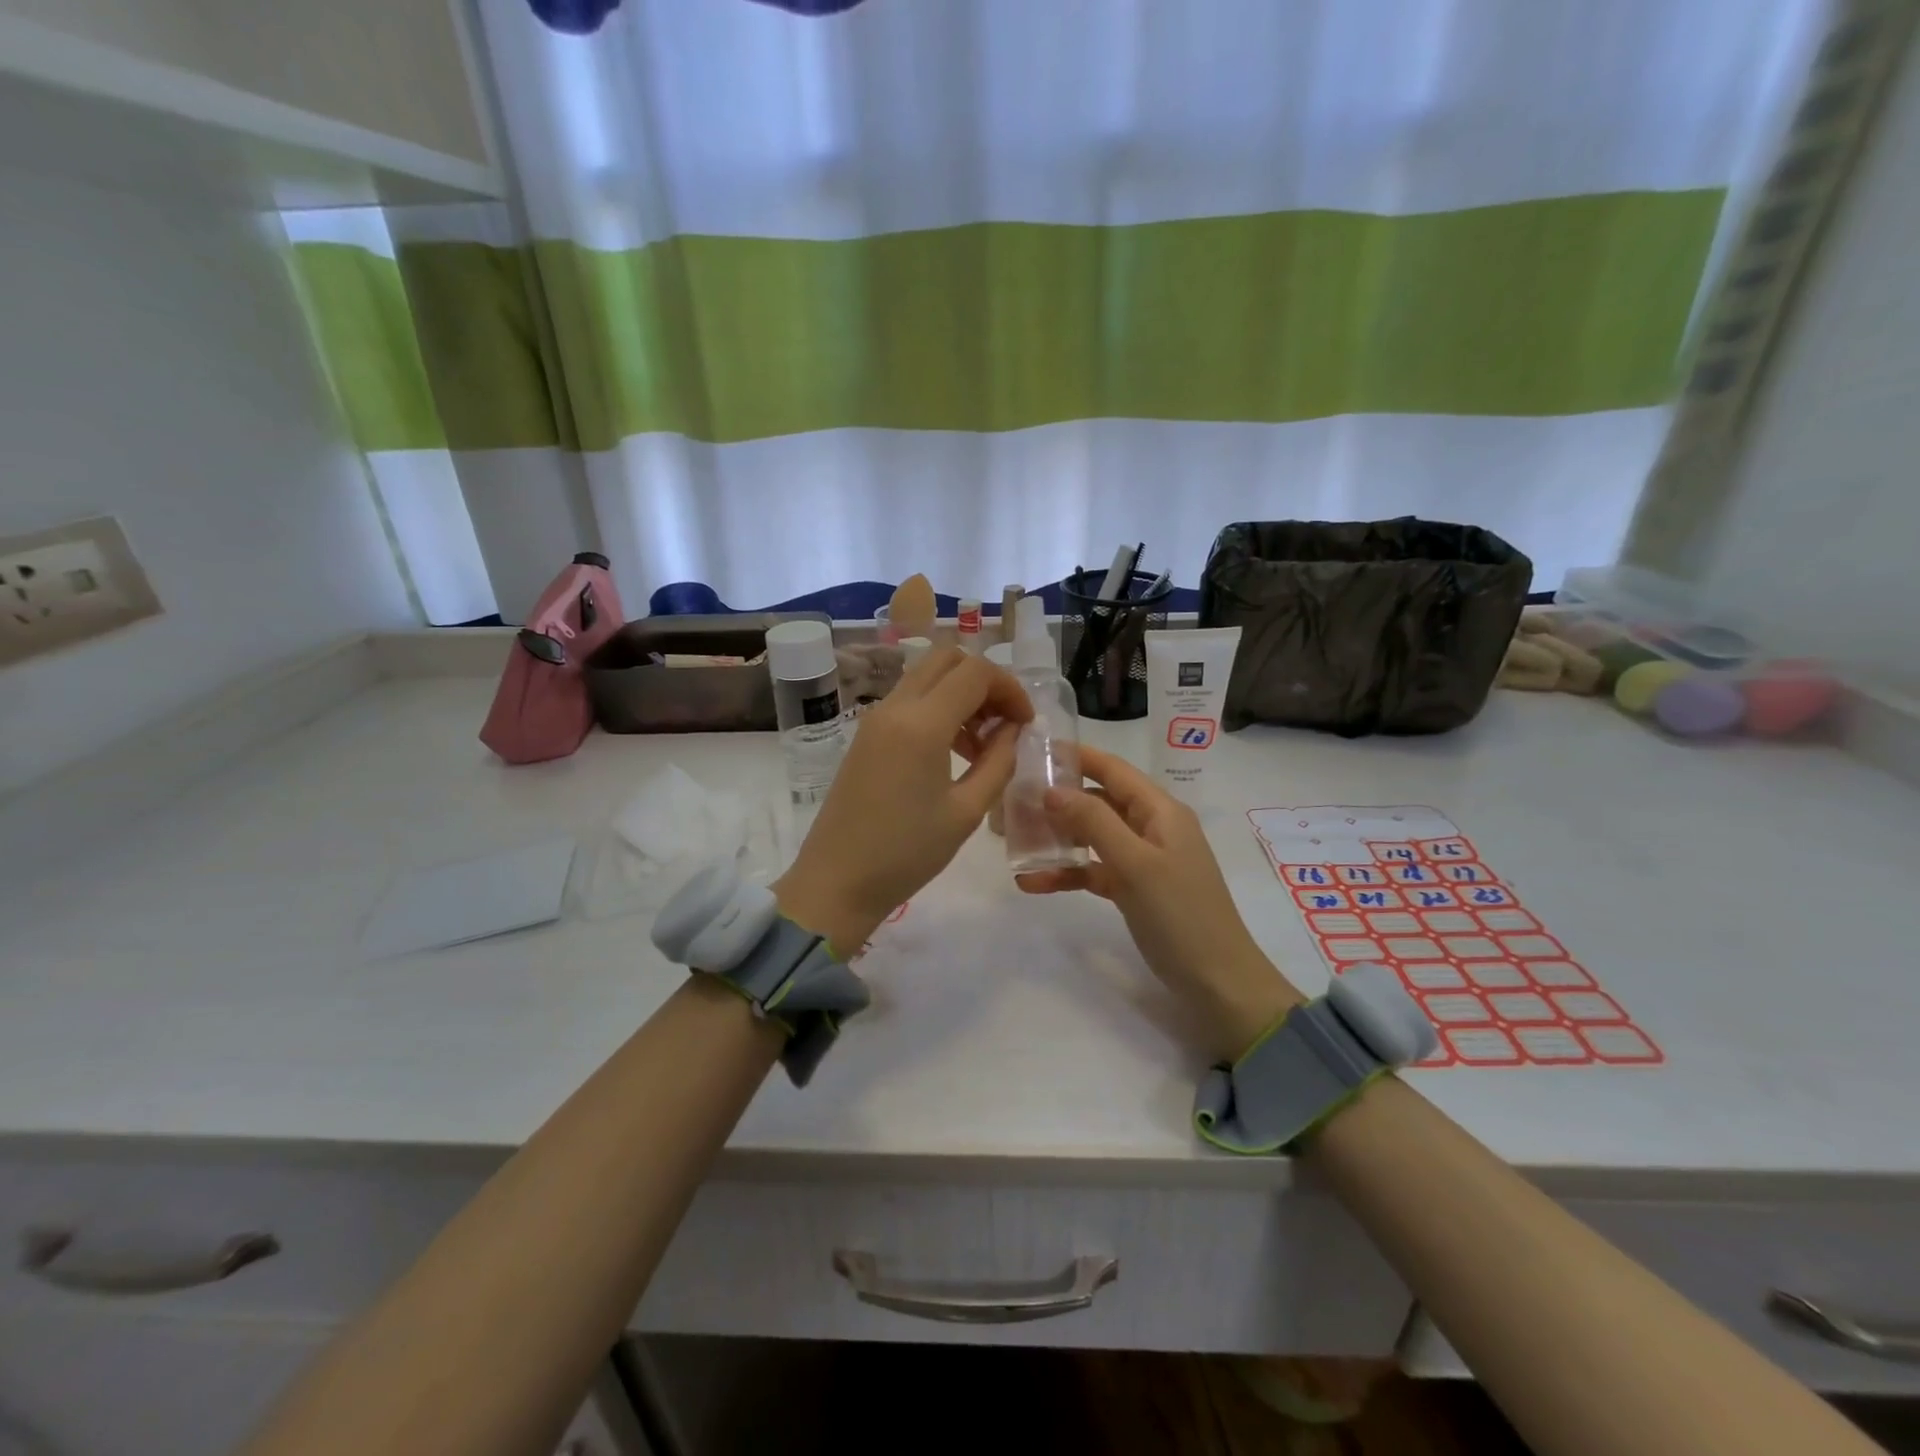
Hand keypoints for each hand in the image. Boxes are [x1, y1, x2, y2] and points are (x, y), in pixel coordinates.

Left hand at [774, 647, 1032, 954]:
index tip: (1026, 723)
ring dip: (961, 693)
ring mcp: (875, 718)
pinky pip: (909, 700)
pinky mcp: (866, 734)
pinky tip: (952, 750)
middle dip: (985, 681)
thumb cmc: (907, 854)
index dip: (1010, 688)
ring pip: (926, 676)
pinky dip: (938, 707)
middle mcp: (895, 708)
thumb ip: (998, 762)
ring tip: (982, 743)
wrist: (837, 881)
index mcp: (922, 724)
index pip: (975, 672)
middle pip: (947, 658)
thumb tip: (1013, 730)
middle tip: (1004, 722)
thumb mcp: (966, 812)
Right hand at [1017, 745, 1302, 1059]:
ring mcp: (1143, 859)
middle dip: (1057, 801)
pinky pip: (1095, 870)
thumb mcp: (1135, 864)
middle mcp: (1151, 827)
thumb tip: (1052, 789)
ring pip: (1092, 836)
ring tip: (1015, 841)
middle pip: (1098, 800)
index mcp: (1160, 810)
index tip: (1033, 752)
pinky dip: (1069, 873)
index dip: (1076, 757)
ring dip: (1057, 839)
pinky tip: (1034, 882)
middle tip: (1012, 802)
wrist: (1217, 982)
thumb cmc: (1180, 915)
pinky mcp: (1134, 888)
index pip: (1113, 769)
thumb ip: (1094, 822)